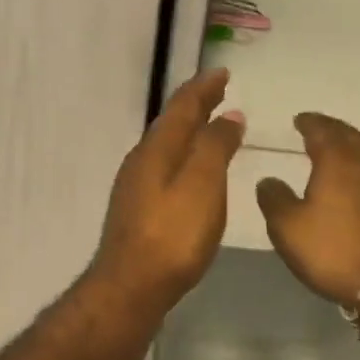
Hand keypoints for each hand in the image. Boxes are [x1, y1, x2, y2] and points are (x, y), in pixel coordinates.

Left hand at [92, 68, 245, 309]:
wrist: (131, 286)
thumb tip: (228, 115)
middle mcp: (142, 159)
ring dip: (189, 129)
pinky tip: (190, 169)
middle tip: (218, 91)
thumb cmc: (173, 234)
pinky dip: (183, 154)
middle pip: (171, 122)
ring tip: (210, 125)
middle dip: (196, 104)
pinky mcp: (137, 208)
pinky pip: (164, 165)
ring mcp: (135, 185)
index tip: (222, 73)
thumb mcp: (203, 185)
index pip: (183, 106)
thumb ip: (215, 146)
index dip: (203, 87)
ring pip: (166, 144)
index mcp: (158, 148)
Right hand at [256, 113, 359, 306]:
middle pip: (348, 135)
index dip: (308, 122)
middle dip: (331, 129)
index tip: (299, 119)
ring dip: (349, 146)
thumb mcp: (288, 227)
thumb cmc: (335, 250)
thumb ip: (274, 199)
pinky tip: (356, 181)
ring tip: (335, 151)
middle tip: (316, 128)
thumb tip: (268, 180)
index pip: (321, 130)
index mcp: (337, 160)